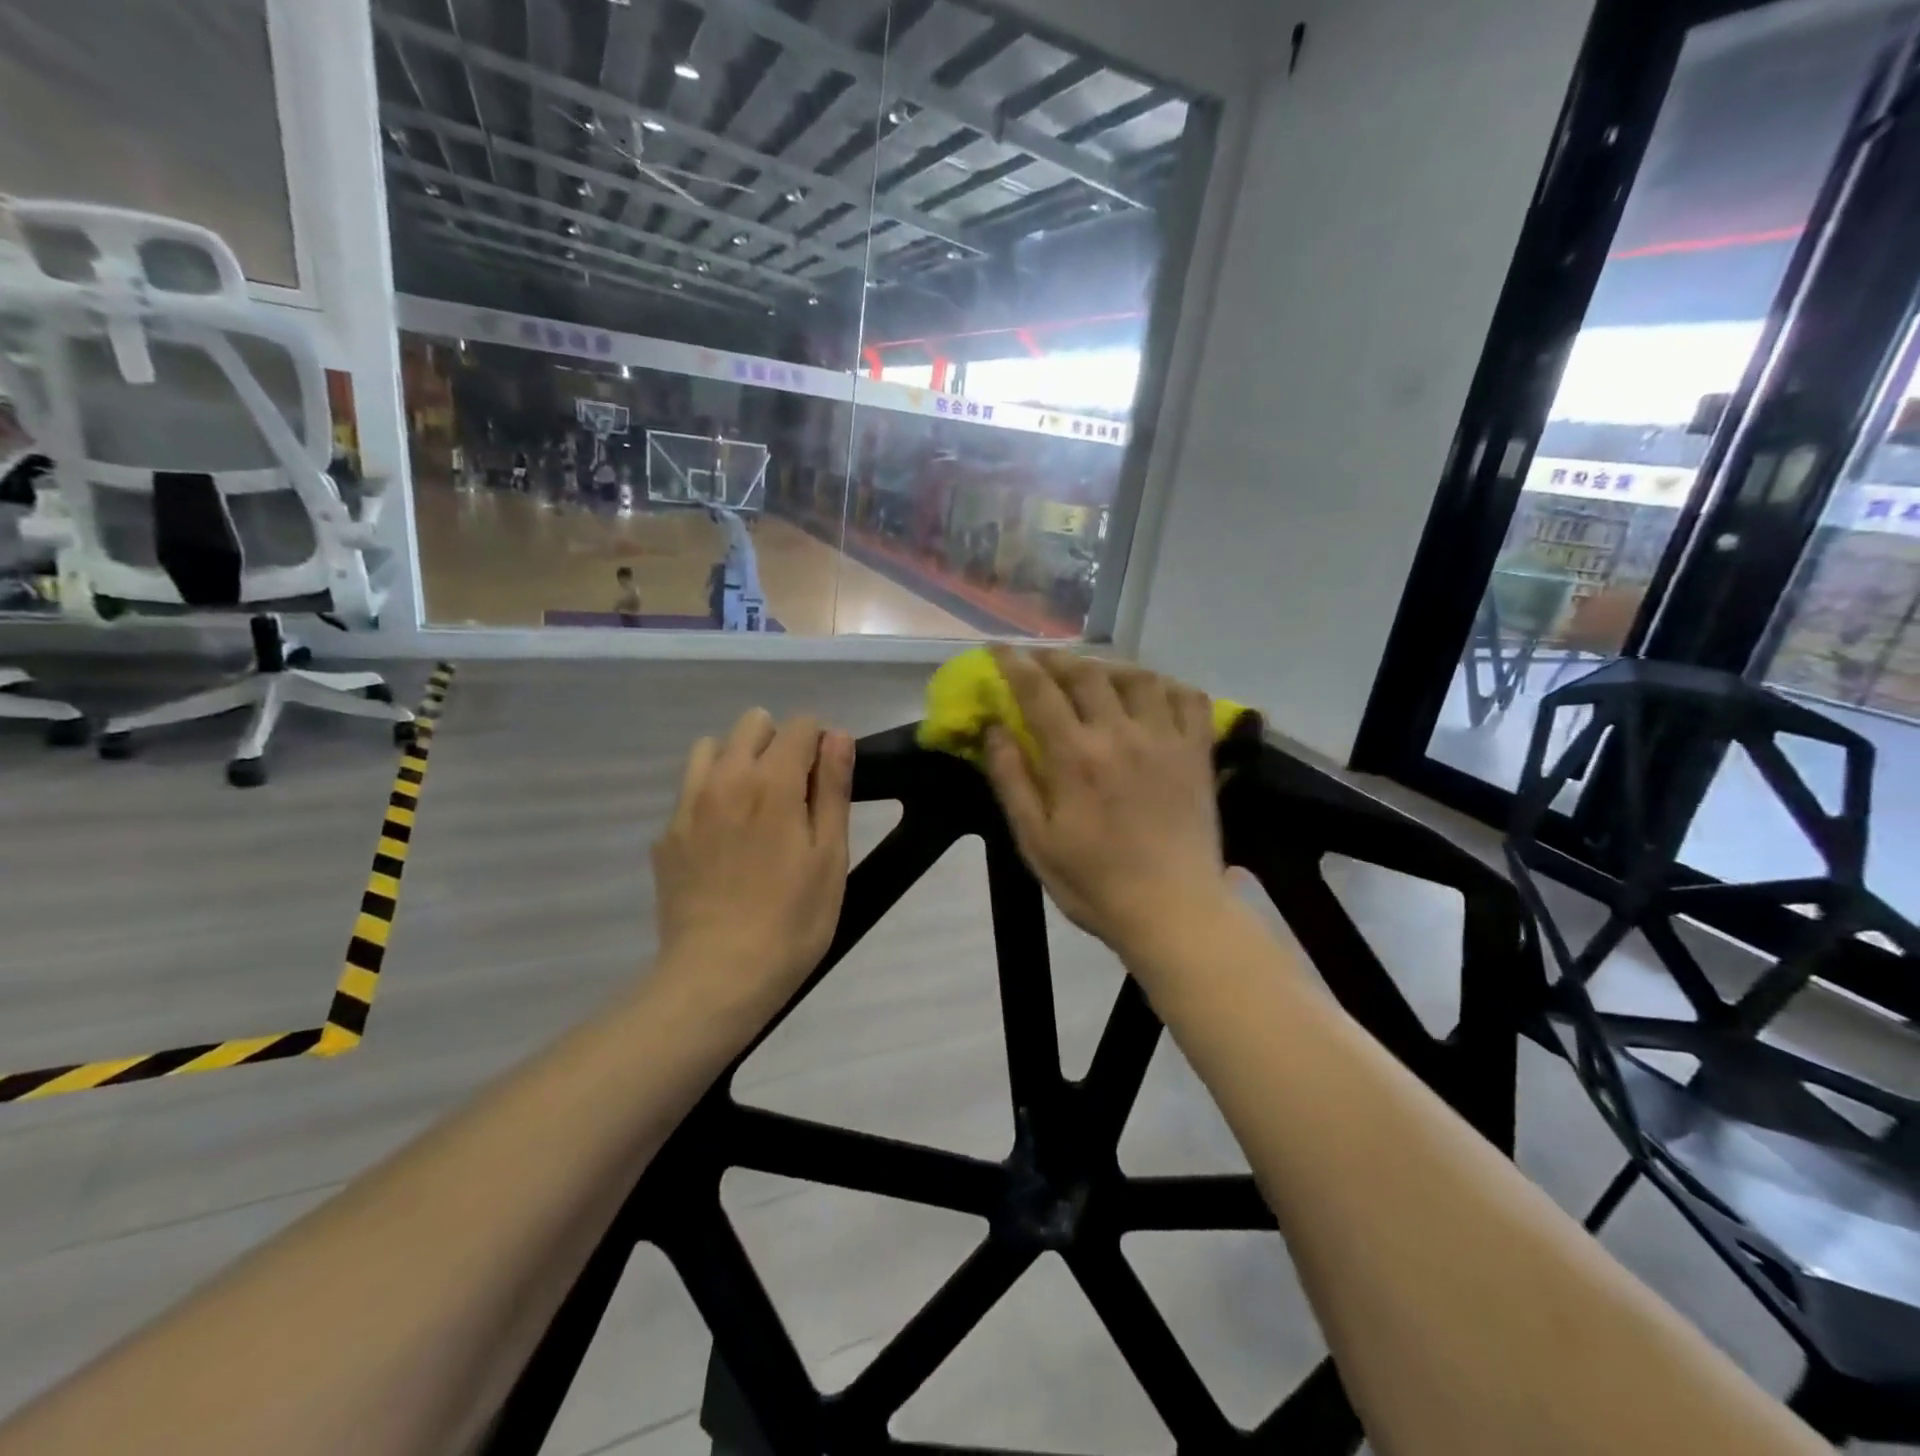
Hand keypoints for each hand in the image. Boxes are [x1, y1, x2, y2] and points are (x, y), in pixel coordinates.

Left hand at [652, 709, 854, 1018]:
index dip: (820, 744)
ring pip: (711, 748)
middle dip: (778, 743)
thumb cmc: (792, 920)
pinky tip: (724, 843)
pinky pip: (690, 790)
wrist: (718, 977)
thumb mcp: (830, 856)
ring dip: (737, 760)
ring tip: (754, 806)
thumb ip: (833, 788)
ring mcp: (687, 805)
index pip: (799, 725)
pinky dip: (711, 796)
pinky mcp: (665, 835)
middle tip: (794, 794)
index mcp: (772, 781)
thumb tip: (836, 735)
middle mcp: (724, 779)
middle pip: (752, 723)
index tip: (826, 781)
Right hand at [983, 647, 1230, 961]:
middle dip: (1057, 659)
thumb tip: (993, 729)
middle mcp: (1120, 735)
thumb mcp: (1035, 840)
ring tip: (1094, 673)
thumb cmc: (1094, 883)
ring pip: (1138, 677)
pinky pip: (1189, 699)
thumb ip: (1012, 780)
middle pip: (1086, 674)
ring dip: (1109, 666)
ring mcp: (1165, 740)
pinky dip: (1168, 685)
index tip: (999, 648)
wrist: (1172, 910)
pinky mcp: (1197, 753)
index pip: (1038, 691)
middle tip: (1041, 660)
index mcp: (1075, 757)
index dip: (1014, 663)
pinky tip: (1152, 692)